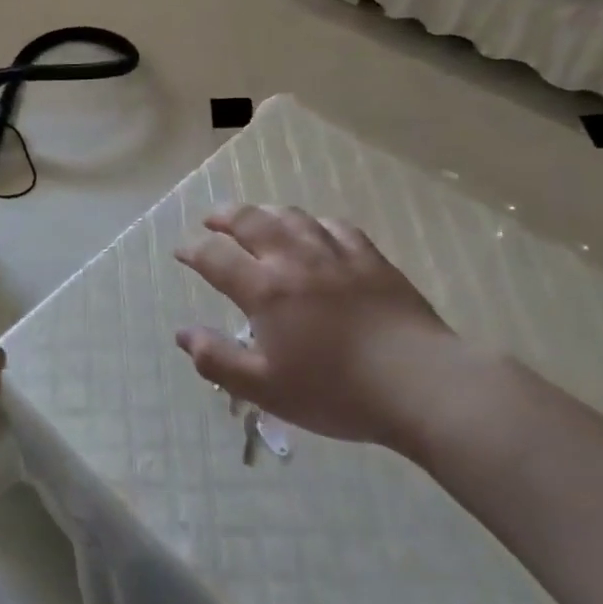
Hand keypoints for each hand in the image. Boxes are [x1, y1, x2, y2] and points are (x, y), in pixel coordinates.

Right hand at [174, 205, 475, 452]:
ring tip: (254, 217)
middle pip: (250, 221)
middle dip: (223, 217)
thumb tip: (183, 335)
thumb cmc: (336, 391)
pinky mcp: (371, 259)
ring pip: (292, 216)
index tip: (181, 252)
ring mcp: (336, 254)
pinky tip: (314, 231)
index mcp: (265, 289)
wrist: (420, 384)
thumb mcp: (266, 388)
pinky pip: (335, 226)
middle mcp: (294, 259)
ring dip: (265, 212)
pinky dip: (314, 223)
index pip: (215, 256)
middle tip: (211, 220)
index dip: (192, 250)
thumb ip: (218, 360)